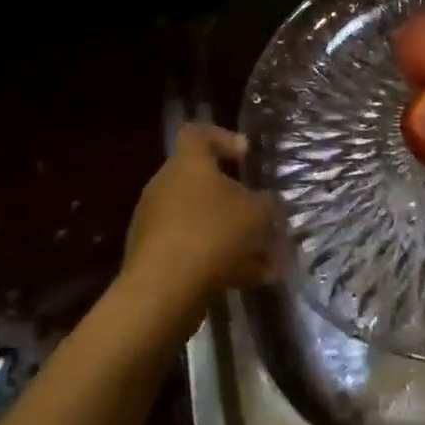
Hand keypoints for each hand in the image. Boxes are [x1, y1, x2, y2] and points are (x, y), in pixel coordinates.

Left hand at [121, 123, 277, 327]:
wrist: (163, 291)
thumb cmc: (213, 233)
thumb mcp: (258, 213)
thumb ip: (269, 204)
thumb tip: (270, 204)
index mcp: (188, 164)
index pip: (197, 134)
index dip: (223, 138)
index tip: (246, 157)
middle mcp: (166, 186)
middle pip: (203, 182)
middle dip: (236, 200)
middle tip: (263, 215)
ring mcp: (156, 223)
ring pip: (202, 221)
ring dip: (233, 236)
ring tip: (267, 259)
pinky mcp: (154, 257)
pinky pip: (194, 249)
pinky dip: (220, 260)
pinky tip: (251, 280)